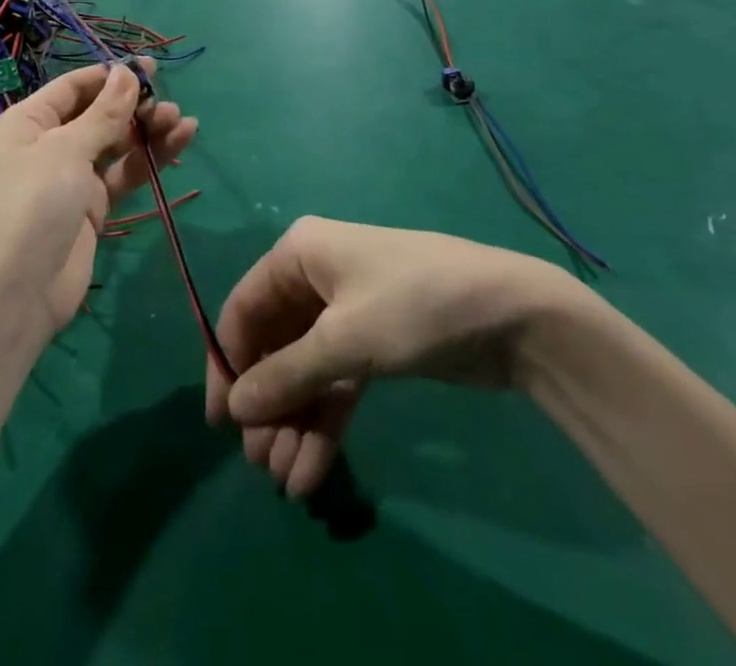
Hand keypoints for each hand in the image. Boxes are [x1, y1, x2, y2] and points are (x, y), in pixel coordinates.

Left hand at [0, 61, 197, 337]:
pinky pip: (125, 172)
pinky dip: (150, 158)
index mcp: (30, 121)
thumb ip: (104, 113)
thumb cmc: (35, 204)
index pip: (74, 87)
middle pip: (98, 113)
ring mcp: (73, 175)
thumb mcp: (68, 150)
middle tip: (168, 101)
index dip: (110, 75)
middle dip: (134, 105)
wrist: (21, 290)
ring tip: (182, 120)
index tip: (150, 68)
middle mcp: (50, 143)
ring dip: (148, 130)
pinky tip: (180, 141)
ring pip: (117, 142)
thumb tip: (127, 72)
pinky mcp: (94, 204)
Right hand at [204, 217, 589, 498]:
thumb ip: (287, 375)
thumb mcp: (346, 340)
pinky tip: (312, 470)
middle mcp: (316, 277)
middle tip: (262, 463)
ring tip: (289, 482)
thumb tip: (234, 409)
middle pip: (274, 344)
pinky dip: (325, 421)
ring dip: (295, 421)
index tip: (221, 423)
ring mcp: (346, 312)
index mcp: (299, 253)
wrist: (514, 315)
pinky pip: (336, 382)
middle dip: (269, 404)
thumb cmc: (415, 307)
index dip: (229, 363)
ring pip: (305, 369)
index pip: (244, 308)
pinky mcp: (375, 343)